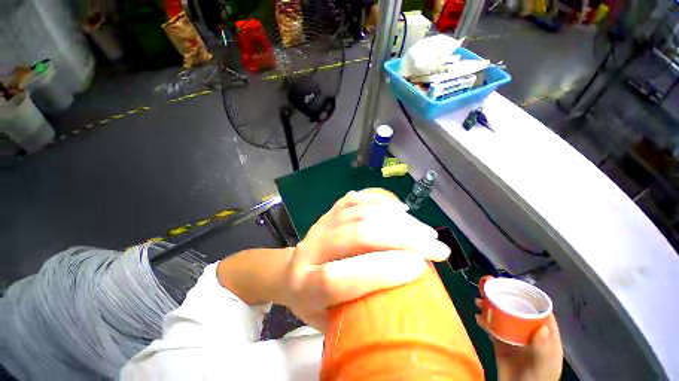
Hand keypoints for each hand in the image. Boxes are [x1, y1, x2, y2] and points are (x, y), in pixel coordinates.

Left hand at [283, 189, 450, 332]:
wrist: (291, 274)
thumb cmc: (314, 304)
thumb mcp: (332, 322)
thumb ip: (363, 315)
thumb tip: (409, 299)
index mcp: (305, 287)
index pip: (337, 277)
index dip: (379, 271)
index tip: (419, 267)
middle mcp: (309, 250)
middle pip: (353, 236)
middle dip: (398, 238)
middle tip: (435, 246)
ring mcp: (319, 226)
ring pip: (357, 214)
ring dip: (395, 219)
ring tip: (424, 230)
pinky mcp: (328, 212)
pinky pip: (352, 200)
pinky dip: (378, 200)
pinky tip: (399, 208)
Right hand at [475, 299, 563, 380]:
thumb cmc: (536, 380)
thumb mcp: (544, 367)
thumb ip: (544, 349)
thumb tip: (542, 326)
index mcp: (545, 338)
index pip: (541, 314)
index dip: (530, 300)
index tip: (516, 288)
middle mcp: (529, 335)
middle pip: (518, 313)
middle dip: (504, 301)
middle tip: (490, 291)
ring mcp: (514, 340)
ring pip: (503, 319)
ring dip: (491, 309)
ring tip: (479, 302)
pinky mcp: (501, 345)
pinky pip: (492, 330)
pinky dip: (485, 322)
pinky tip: (478, 318)